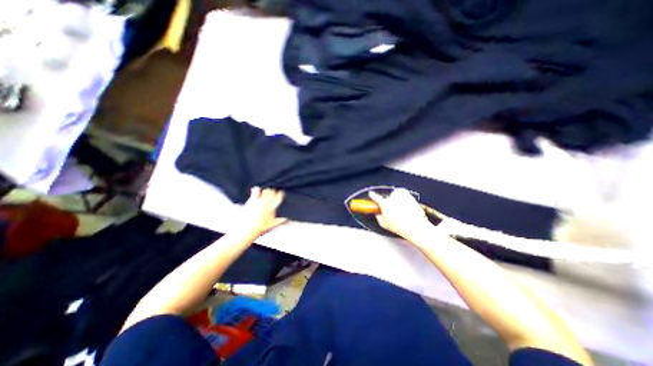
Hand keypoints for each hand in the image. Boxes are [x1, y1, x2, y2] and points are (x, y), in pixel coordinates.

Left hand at [234, 187, 285, 238]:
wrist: (246, 229)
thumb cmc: (259, 228)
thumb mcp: (272, 224)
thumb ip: (280, 220)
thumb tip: (286, 219)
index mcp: (272, 208)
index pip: (279, 198)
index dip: (281, 194)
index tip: (281, 192)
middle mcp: (266, 204)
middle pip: (273, 193)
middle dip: (273, 191)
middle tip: (272, 191)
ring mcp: (259, 201)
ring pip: (265, 191)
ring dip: (266, 190)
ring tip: (265, 191)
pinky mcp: (252, 201)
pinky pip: (256, 191)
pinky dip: (256, 189)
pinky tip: (256, 189)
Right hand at [370, 189, 431, 239]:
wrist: (416, 226)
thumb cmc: (400, 226)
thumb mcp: (384, 224)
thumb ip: (378, 216)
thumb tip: (378, 214)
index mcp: (385, 203)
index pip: (376, 197)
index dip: (373, 195)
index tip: (371, 194)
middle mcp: (393, 197)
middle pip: (388, 196)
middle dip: (389, 201)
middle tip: (391, 209)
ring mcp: (403, 196)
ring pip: (397, 195)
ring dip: (397, 200)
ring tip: (400, 210)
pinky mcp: (411, 197)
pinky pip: (405, 197)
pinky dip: (405, 201)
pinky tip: (407, 210)